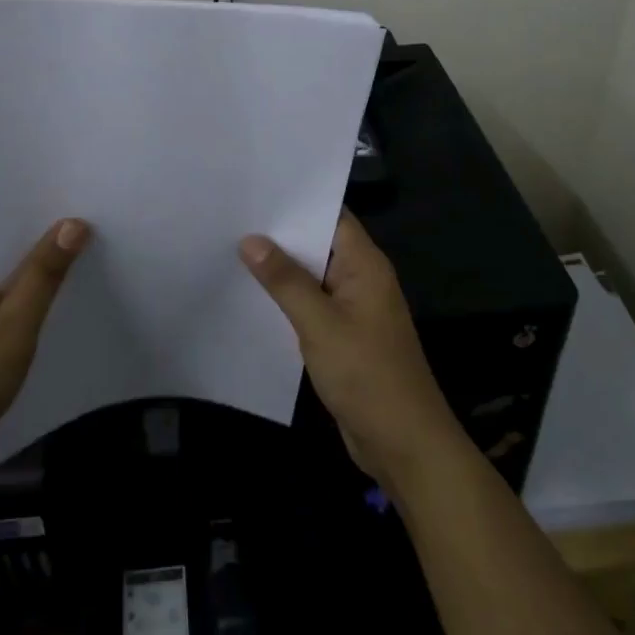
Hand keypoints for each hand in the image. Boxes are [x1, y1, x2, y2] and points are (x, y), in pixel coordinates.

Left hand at [0, 219, 89, 487]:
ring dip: (49, 278)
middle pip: (14, 254)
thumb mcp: (14, 323)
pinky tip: (72, 307)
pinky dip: (40, 307)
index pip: (8, 225)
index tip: (89, 202)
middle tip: (105, 228)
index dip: (46, 213)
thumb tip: (74, 221)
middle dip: (54, 245)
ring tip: (99, 260)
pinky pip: (14, 313)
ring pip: (17, 286)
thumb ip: (44, 273)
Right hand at [240, 211, 462, 491]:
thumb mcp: (320, 324)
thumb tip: (250, 239)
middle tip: (232, 215)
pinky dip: (286, 298)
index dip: (297, 201)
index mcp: (365, 265)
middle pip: (318, 243)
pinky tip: (251, 294)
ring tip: (231, 246)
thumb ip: (285, 281)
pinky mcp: (343, 335)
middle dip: (280, 233)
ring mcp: (352, 308)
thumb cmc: (367, 376)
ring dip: (280, 268)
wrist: (404, 445)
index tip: (257, 188)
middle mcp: (361, 279)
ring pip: (311, 276)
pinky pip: (311, 304)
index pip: (331, 216)